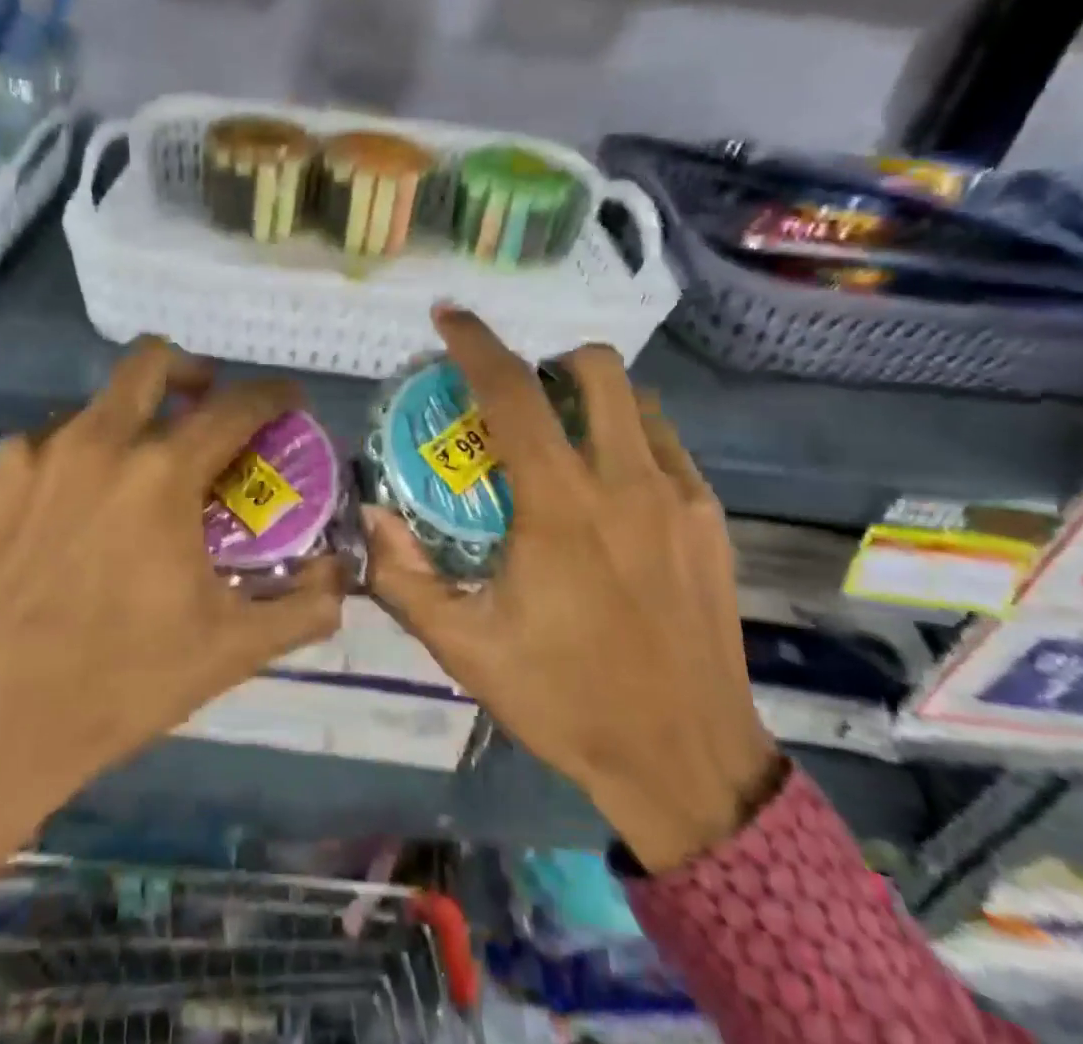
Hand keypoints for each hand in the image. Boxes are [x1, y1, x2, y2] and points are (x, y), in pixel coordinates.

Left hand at [0, 339, 343, 940]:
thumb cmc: (117, 688)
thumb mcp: (228, 651)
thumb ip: (301, 607)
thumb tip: (341, 578)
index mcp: (159, 472)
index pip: (236, 405)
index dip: (273, 395)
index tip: (287, 401)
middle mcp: (90, 443)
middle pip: (150, 360)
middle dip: (188, 371)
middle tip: (200, 408)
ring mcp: (19, 460)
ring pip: (82, 416)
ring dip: (115, 437)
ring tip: (117, 496)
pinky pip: (23, 464)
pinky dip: (51, 483)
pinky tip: (48, 536)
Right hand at [365, 309, 780, 872]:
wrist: (688, 764)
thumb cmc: (566, 701)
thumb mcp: (465, 649)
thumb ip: (406, 577)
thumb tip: (371, 514)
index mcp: (561, 507)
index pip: (512, 394)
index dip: (475, 343)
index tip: (448, 317)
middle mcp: (626, 483)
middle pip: (595, 368)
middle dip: (549, 360)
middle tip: (519, 397)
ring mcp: (679, 498)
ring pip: (638, 400)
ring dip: (592, 398)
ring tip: (563, 439)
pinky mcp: (711, 521)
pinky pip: (666, 445)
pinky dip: (629, 438)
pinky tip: (609, 490)